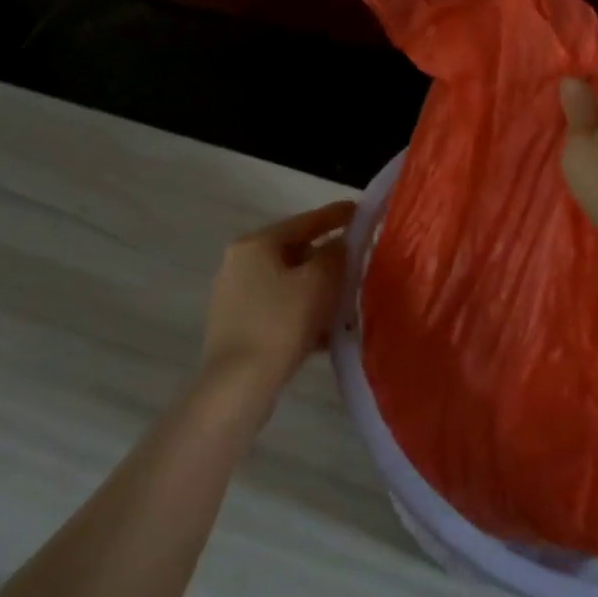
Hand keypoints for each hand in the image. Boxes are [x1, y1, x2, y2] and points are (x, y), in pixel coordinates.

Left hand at [201, 201, 355, 399]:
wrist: (237, 385)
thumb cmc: (280, 323)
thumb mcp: (318, 283)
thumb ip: (335, 255)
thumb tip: (342, 243)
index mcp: (256, 243)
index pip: (304, 221)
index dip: (336, 215)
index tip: (361, 211)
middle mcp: (239, 262)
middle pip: (295, 251)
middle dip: (328, 260)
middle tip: (359, 265)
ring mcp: (235, 295)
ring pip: (289, 283)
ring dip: (318, 291)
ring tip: (348, 304)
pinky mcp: (237, 325)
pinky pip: (279, 308)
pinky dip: (303, 313)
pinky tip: (326, 333)